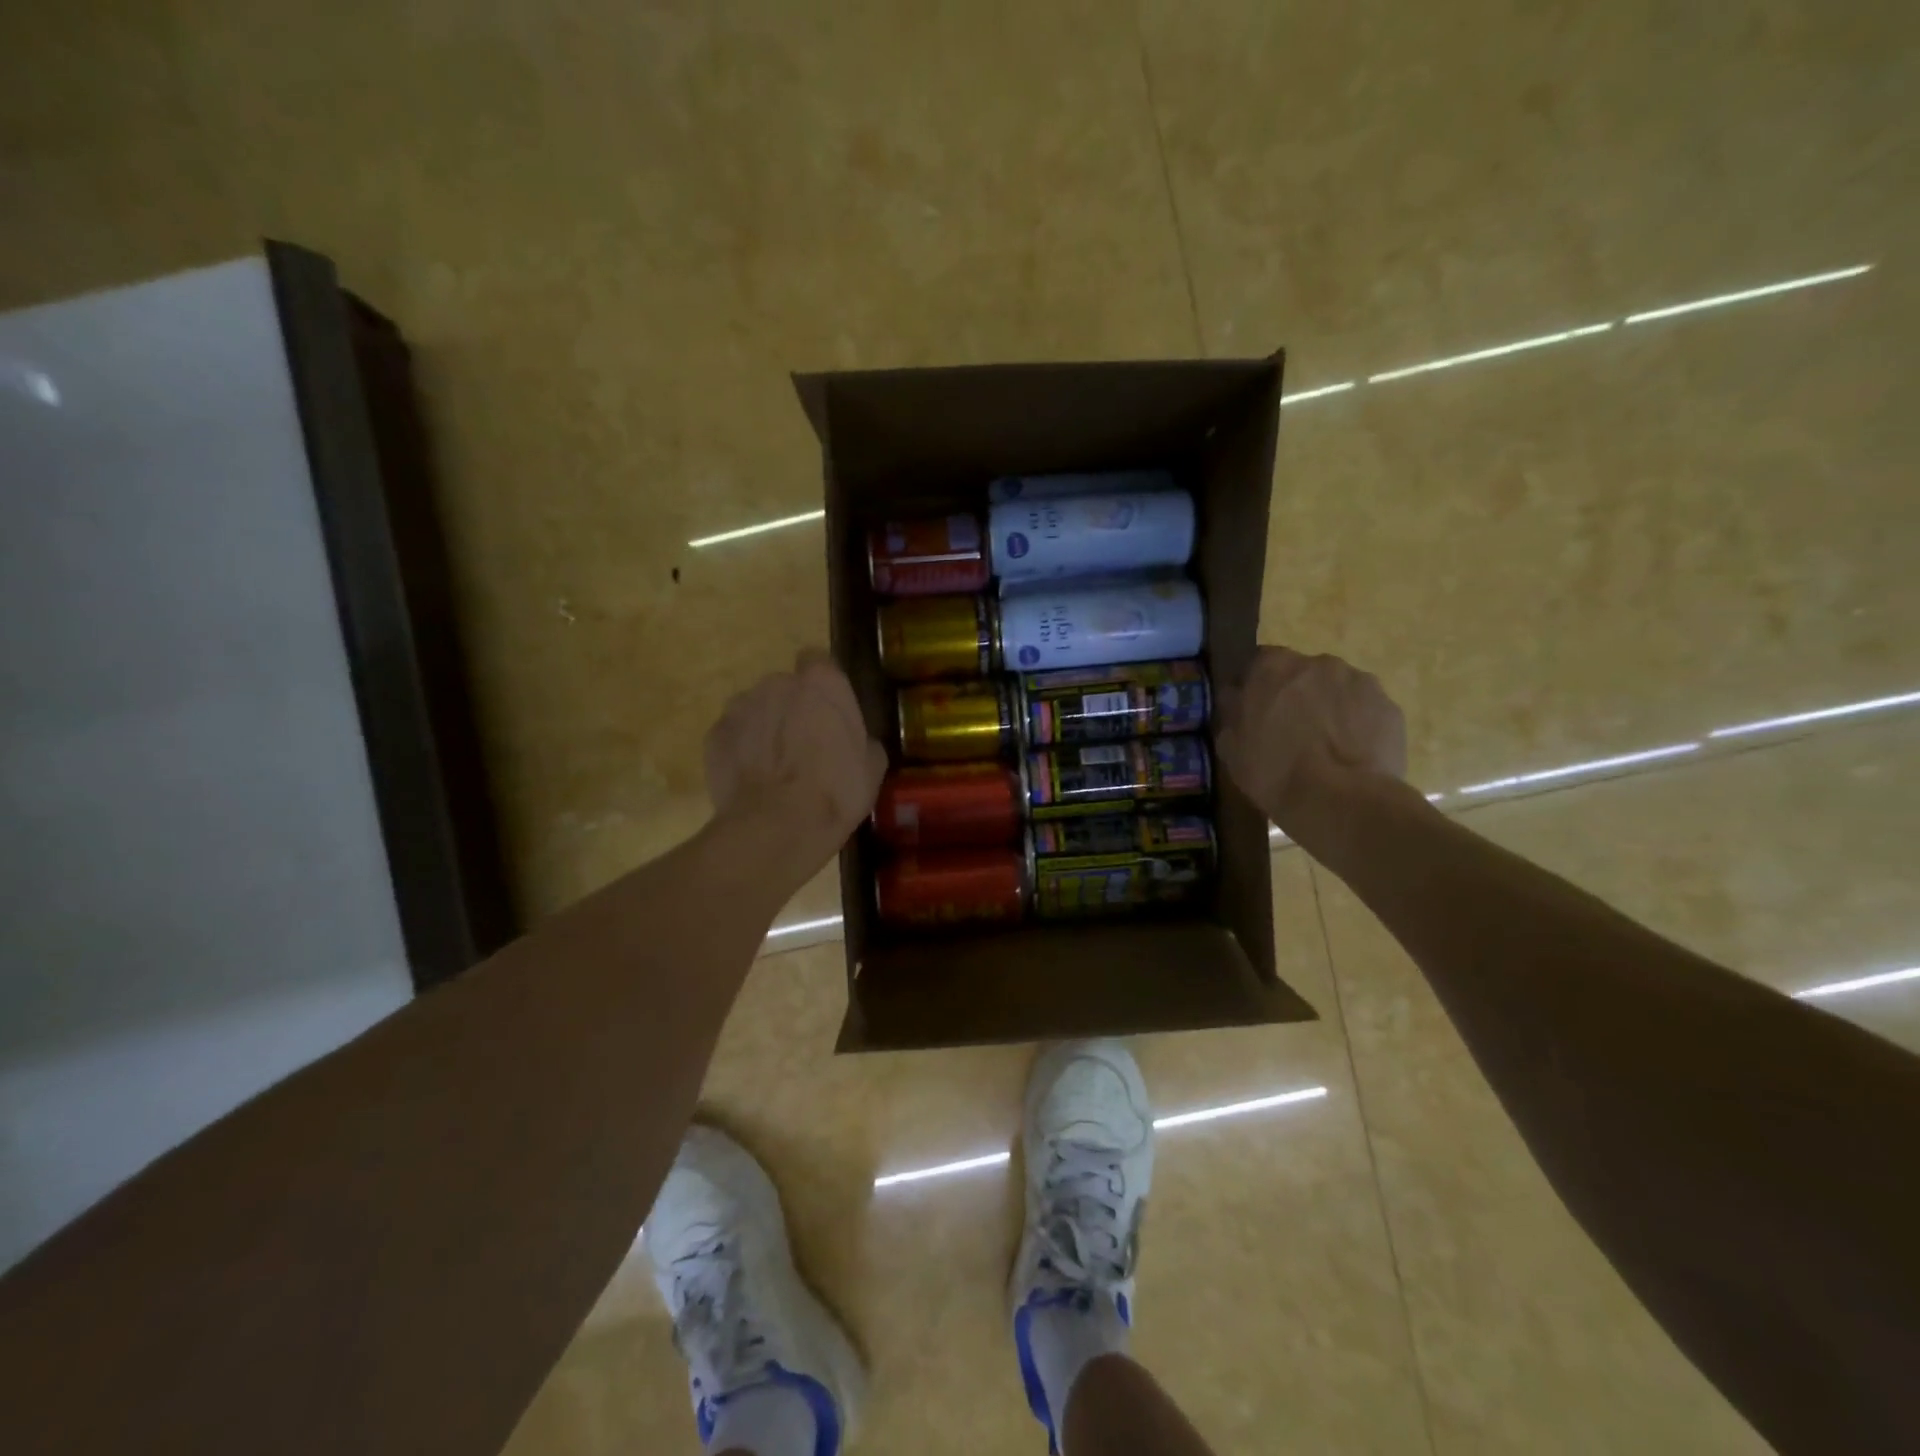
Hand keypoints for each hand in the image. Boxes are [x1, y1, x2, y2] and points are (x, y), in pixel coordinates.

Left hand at [704, 648, 887, 875]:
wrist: (777, 827)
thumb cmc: (835, 791)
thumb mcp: (872, 766)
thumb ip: (861, 738)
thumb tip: (854, 741)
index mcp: (821, 682)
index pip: (818, 661)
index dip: (822, 685)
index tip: (827, 709)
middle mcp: (777, 683)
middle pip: (785, 686)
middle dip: (792, 708)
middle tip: (805, 745)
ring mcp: (740, 707)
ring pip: (756, 708)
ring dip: (764, 727)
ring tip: (774, 766)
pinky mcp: (714, 735)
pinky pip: (733, 735)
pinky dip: (741, 750)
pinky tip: (752, 778)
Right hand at [1216, 647, 1407, 827]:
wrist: (1341, 801)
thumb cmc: (1274, 771)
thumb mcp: (1230, 747)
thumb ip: (1232, 713)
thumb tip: (1237, 699)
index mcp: (1273, 667)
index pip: (1259, 662)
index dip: (1256, 686)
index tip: (1254, 710)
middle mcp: (1319, 663)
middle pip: (1302, 673)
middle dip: (1296, 695)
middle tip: (1290, 731)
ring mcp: (1360, 682)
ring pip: (1337, 690)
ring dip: (1328, 708)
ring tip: (1325, 747)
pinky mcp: (1390, 707)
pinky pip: (1365, 711)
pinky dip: (1357, 726)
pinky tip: (1350, 756)